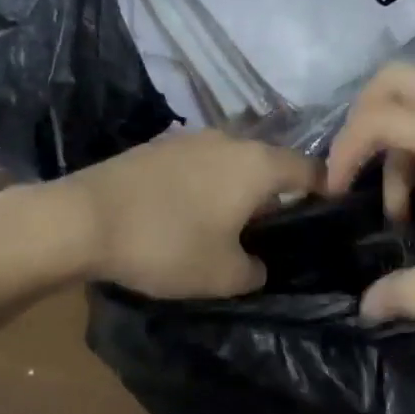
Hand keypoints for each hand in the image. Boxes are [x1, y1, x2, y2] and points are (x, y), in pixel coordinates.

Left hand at [50, 129, 321, 299]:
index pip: (310, 169)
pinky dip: (208, 182)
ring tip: (233, 220)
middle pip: (270, 162)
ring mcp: (192, 137)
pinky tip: (192, 209)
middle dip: (278, 192)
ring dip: (240, 186)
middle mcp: (231, 139)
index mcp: (257, 164)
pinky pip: (201, 162)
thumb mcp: (223, 276)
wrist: (84, 218)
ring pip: (234, 160)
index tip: (329, 214)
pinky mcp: (160, 145)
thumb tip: (257, 263)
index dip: (326, 190)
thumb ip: (256, 270)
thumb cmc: (166, 244)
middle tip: (277, 228)